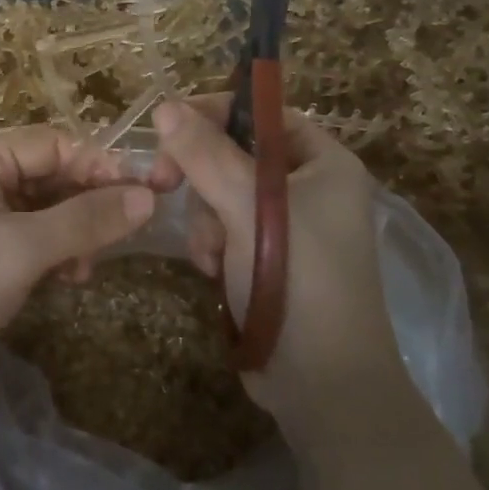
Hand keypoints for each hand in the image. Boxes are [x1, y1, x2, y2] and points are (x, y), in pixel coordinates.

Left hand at [0, 127, 163, 409]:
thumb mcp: (23, 249)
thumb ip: (86, 219)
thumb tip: (147, 196)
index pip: (54, 143)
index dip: (99, 166)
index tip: (143, 197)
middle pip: (48, 175)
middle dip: (86, 205)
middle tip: (120, 239)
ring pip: (40, 210)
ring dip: (72, 234)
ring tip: (85, 270)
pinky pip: (25, 239)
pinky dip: (50, 254)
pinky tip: (65, 279)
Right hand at [152, 97, 403, 435]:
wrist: (322, 383)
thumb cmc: (297, 281)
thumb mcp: (247, 208)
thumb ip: (206, 154)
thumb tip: (164, 106)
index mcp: (325, 163)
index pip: (264, 114)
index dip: (216, 113)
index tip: (168, 127)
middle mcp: (310, 188)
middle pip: (236, 154)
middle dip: (202, 177)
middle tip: (164, 184)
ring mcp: (288, 227)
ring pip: (222, 194)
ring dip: (204, 219)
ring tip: (211, 254)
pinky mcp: (268, 259)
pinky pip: (224, 229)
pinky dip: (211, 245)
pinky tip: (214, 271)